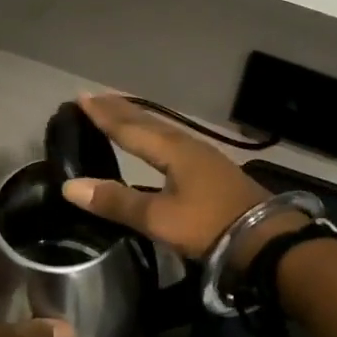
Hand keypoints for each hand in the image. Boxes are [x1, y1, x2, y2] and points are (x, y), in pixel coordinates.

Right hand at [60, 94, 285, 260]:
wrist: (266, 239)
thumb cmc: (209, 225)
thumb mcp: (158, 218)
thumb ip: (116, 201)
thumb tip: (70, 186)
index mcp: (172, 150)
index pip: (129, 127)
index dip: (104, 114)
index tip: (81, 97)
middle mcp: (186, 145)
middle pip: (147, 122)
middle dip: (120, 110)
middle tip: (96, 97)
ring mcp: (203, 157)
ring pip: (163, 130)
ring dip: (139, 120)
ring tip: (122, 112)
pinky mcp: (213, 171)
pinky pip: (174, 141)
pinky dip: (155, 135)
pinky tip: (158, 143)